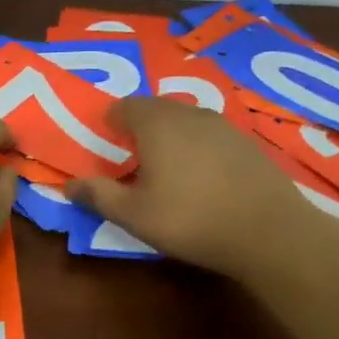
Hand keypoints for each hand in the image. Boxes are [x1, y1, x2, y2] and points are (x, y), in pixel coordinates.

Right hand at [66, 97, 295, 275]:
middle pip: (155, 108)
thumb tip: (68, 185)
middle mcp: (188, 114)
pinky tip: (201, 175)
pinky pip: (209, 133)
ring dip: (169, 134)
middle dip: (138, 125)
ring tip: (164, 165)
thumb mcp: (134, 215)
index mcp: (156, 124)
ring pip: (184, 119)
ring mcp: (223, 125)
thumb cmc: (191, 219)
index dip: (110, 122)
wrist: (270, 232)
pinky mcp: (247, 142)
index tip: (105, 144)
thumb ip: (98, 195)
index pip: (124, 106)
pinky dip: (197, 145)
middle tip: (131, 155)